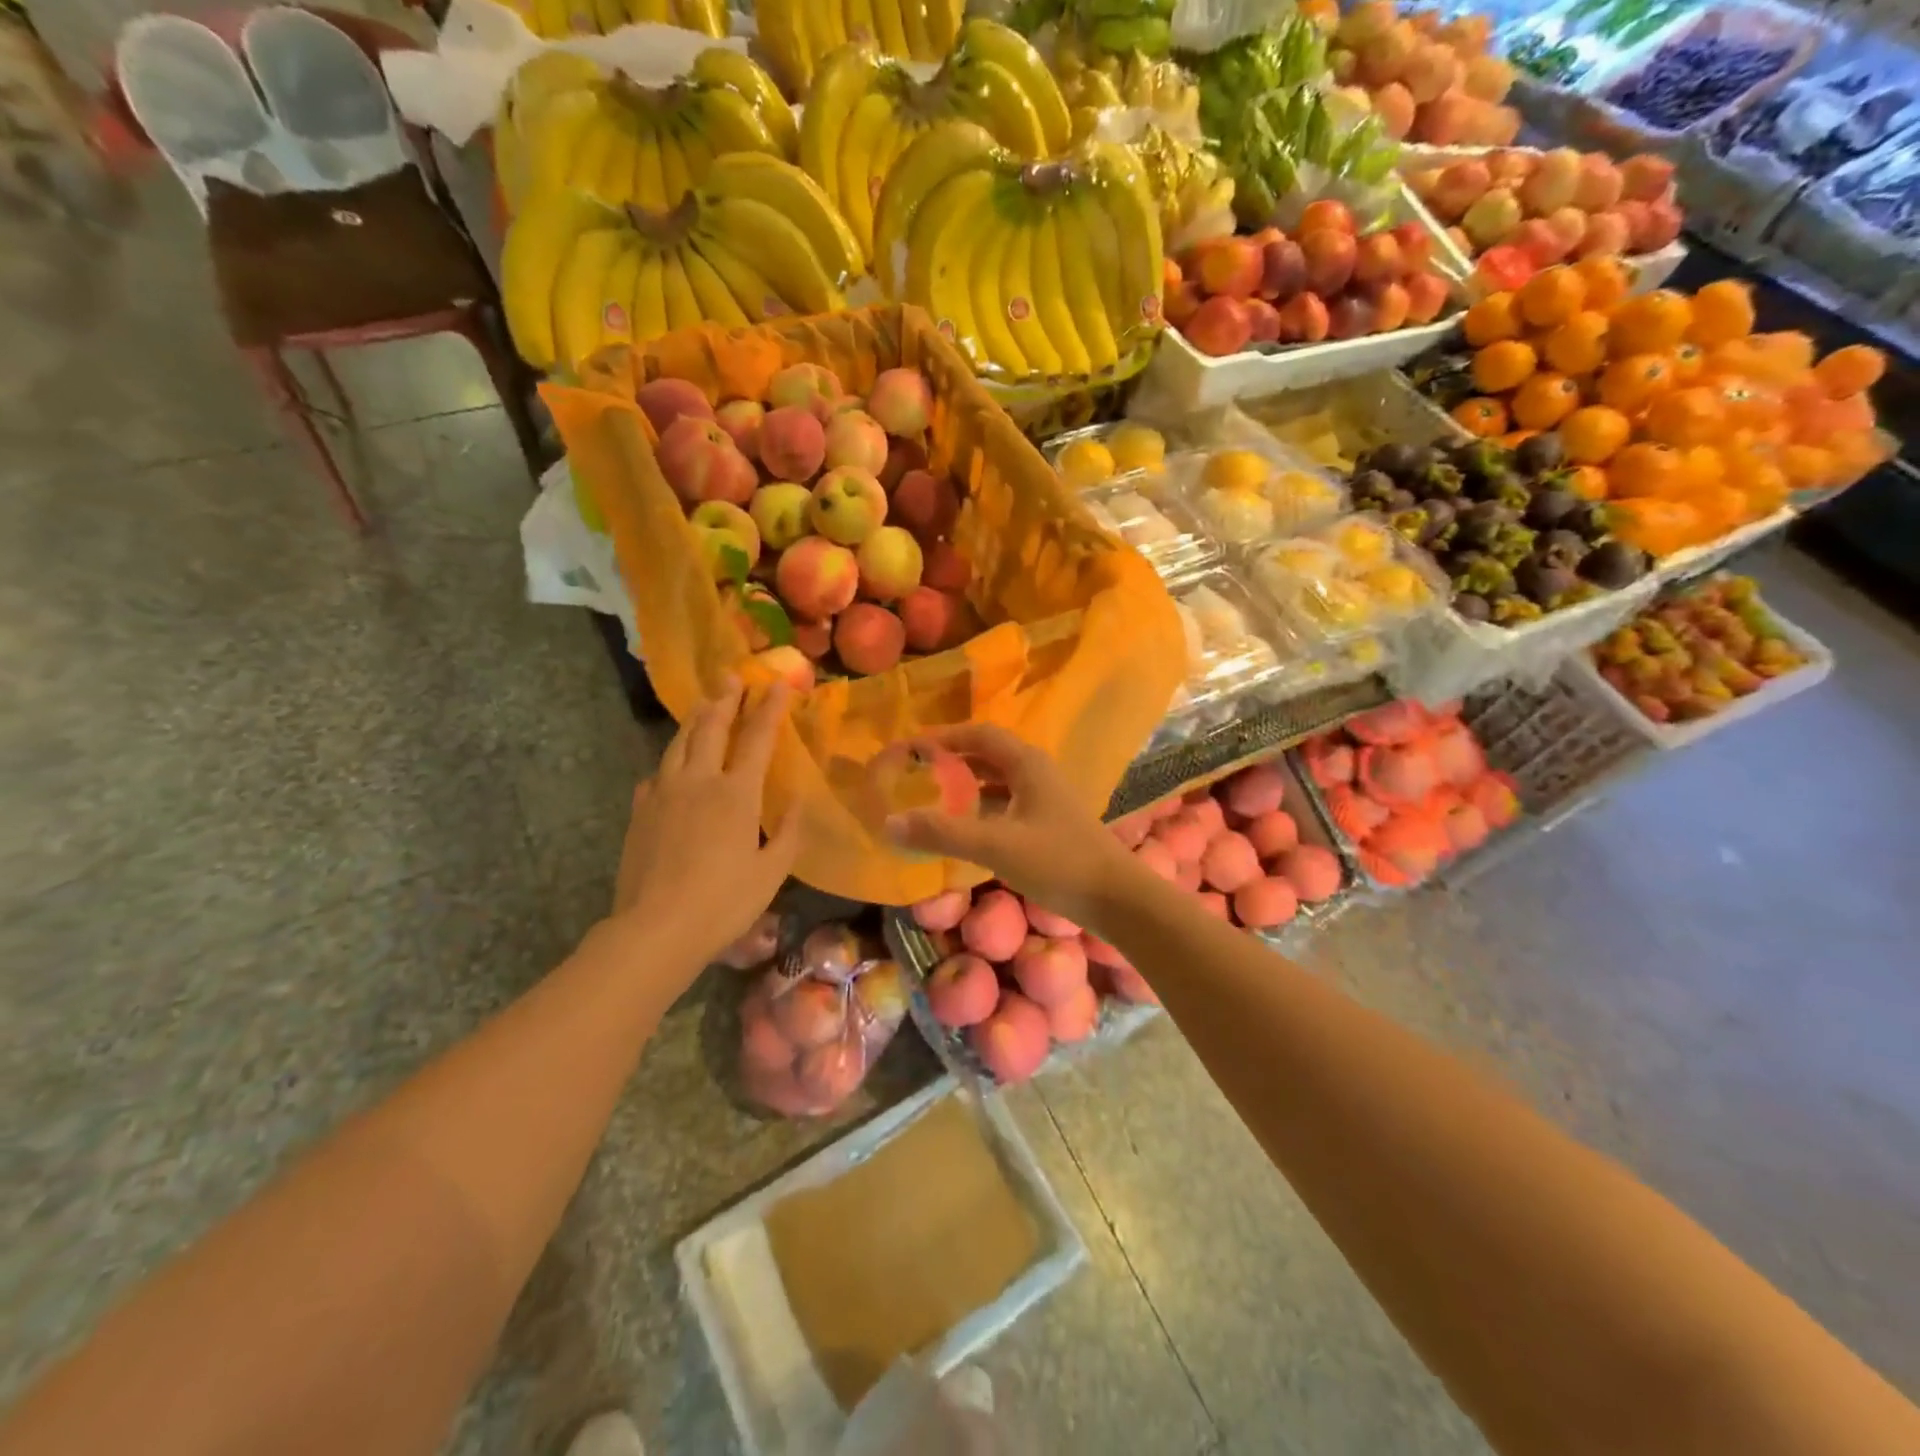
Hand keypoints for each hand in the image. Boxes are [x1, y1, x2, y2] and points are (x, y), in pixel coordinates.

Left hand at [610, 679, 798, 972]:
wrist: (655, 928)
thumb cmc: (723, 902)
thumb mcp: (771, 873)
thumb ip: (788, 833)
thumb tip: (798, 802)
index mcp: (737, 794)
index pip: (758, 738)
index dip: (770, 708)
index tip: (779, 683)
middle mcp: (699, 781)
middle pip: (712, 727)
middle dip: (726, 698)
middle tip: (733, 676)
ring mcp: (664, 793)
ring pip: (679, 742)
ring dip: (695, 718)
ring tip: (704, 703)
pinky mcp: (641, 811)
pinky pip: (657, 774)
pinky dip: (670, 761)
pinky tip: (672, 766)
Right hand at [884, 723, 1137, 926]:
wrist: (1117, 899)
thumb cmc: (1058, 862)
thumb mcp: (995, 845)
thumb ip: (942, 833)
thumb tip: (889, 822)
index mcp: (1026, 764)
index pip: (978, 735)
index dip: (943, 737)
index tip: (910, 748)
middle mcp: (1036, 773)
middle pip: (988, 755)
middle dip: (951, 760)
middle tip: (915, 772)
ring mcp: (1045, 799)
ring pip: (998, 781)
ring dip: (967, 785)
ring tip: (932, 798)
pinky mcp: (1049, 824)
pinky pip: (1007, 804)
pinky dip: (982, 808)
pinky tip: (965, 829)